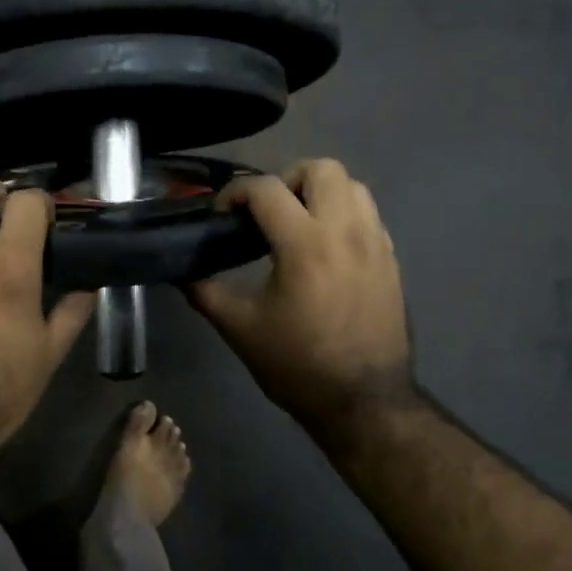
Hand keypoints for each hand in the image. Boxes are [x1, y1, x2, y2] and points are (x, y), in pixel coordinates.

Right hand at [187, 159, 413, 435]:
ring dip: (320, 193)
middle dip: (287, 180)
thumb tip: (180, 272)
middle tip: (268, 214)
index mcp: (305, 245)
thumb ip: (205, 292)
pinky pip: (369, 215)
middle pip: (322, 169)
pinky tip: (325, 250)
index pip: (267, 189)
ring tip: (297, 226)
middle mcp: (345, 232)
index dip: (236, 193)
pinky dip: (344, 216)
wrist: (363, 401)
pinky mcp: (391, 260)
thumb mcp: (240, 329)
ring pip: (353, 186)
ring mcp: (376, 243)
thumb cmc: (297, 365)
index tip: (222, 216)